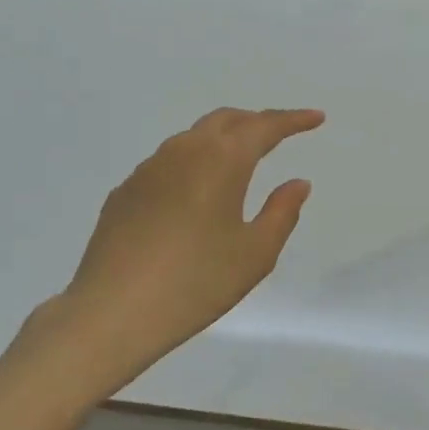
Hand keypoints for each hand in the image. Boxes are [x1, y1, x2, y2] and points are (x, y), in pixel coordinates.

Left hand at [10, 108, 324, 406]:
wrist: (113, 310)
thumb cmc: (195, 282)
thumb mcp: (254, 254)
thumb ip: (281, 212)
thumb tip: (297, 182)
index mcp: (221, 160)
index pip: (264, 126)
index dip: (293, 120)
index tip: (315, 118)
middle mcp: (183, 151)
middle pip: (225, 120)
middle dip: (255, 122)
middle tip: (278, 134)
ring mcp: (147, 169)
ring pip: (192, 138)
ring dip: (220, 141)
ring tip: (237, 162)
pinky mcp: (124, 191)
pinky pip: (166, 164)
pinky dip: (191, 165)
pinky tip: (192, 195)